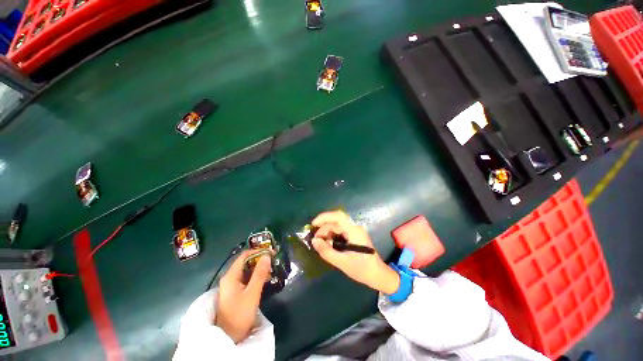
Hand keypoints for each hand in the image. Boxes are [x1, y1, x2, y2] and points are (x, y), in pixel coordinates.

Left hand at [215, 250, 270, 342]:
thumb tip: (267, 255)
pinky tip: (264, 278)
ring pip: (246, 270)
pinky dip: (255, 275)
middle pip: (245, 262)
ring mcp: (231, 285)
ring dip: (258, 267)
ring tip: (271, 267)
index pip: (245, 255)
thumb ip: (260, 274)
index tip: (272, 252)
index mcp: (231, 276)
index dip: (258, 251)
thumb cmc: (239, 315)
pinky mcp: (234, 291)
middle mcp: (229, 277)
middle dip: (259, 259)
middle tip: (273, 260)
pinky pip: (245, 278)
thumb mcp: (252, 293)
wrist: (228, 337)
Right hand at [311, 211, 399, 293]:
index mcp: (354, 231)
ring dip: (328, 231)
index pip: (338, 216)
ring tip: (321, 242)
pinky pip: (341, 230)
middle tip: (316, 239)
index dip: (324, 217)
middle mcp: (355, 227)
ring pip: (338, 225)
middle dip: (324, 227)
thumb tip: (314, 241)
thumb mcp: (342, 262)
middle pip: (336, 220)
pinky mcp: (354, 235)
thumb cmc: (362, 269)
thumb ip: (326, 251)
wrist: (378, 275)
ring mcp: (355, 230)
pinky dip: (332, 234)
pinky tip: (328, 242)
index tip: (313, 225)